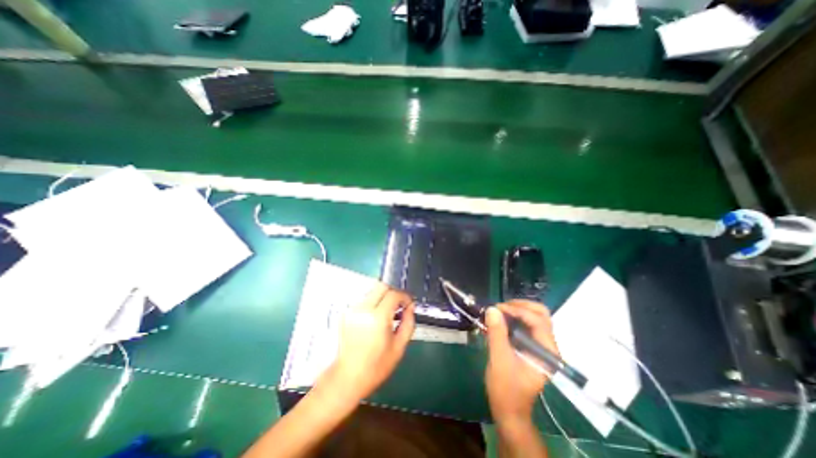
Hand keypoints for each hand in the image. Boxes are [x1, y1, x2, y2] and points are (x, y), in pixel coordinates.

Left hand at [322, 282, 416, 403]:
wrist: (347, 378)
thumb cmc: (376, 367)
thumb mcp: (399, 347)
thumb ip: (409, 323)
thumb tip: (411, 307)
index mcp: (377, 319)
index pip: (393, 294)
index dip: (404, 296)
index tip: (409, 303)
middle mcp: (363, 310)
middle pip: (381, 286)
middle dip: (394, 292)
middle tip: (400, 304)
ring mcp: (352, 310)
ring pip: (372, 291)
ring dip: (384, 297)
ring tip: (389, 312)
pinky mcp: (346, 313)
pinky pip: (365, 300)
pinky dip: (374, 303)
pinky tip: (377, 317)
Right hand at [484, 302, 561, 422]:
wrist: (509, 411)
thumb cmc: (506, 389)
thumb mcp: (499, 360)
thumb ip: (497, 334)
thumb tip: (492, 309)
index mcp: (546, 352)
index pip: (538, 321)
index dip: (518, 310)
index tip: (498, 309)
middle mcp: (547, 346)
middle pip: (541, 315)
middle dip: (521, 306)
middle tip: (501, 306)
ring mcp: (540, 346)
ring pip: (534, 317)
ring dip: (517, 310)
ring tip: (498, 311)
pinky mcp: (531, 346)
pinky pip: (526, 324)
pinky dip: (514, 317)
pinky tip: (500, 319)